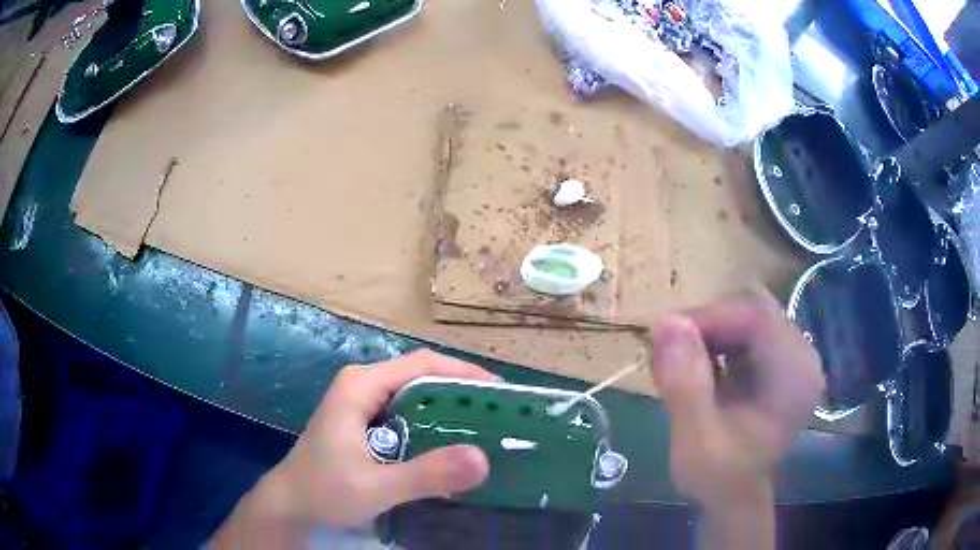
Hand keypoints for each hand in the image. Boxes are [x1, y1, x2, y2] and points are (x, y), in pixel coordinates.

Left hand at [210, 350, 495, 547]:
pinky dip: (431, 425)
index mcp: (361, 385)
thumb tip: (483, 459)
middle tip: (498, 416)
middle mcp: (362, 385)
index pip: (422, 364)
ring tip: (483, 430)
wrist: (290, 504)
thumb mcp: (377, 486)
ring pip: (415, 396)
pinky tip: (449, 447)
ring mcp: (361, 403)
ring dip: (448, 410)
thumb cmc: (324, 490)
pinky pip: (406, 414)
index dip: (464, 373)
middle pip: (421, 377)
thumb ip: (426, 475)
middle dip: (461, 392)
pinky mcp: (363, 421)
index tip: (500, 393)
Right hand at [648, 289, 823, 545]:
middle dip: (708, 323)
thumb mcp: (696, 440)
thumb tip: (667, 322)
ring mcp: (792, 356)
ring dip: (709, 332)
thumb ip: (685, 384)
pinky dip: (716, 341)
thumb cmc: (719, 477)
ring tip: (678, 363)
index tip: (665, 335)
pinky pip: (746, 330)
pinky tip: (697, 366)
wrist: (734, 497)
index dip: (710, 317)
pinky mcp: (778, 360)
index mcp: (795, 376)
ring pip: (747, 315)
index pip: (757, 317)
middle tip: (669, 351)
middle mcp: (802, 357)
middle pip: (754, 308)